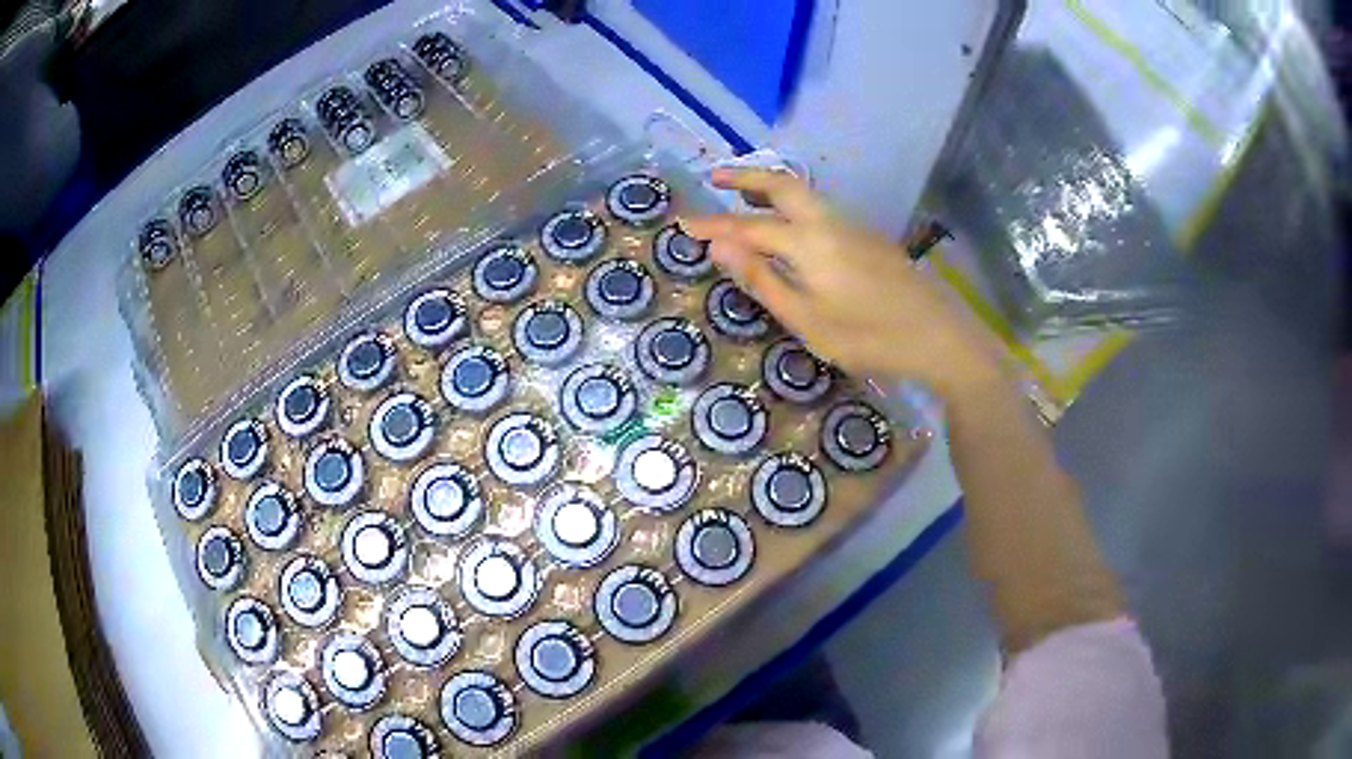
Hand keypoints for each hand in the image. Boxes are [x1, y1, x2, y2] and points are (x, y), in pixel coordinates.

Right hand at [682, 168, 1005, 400]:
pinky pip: (822, 209)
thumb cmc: (869, 337)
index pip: (747, 226)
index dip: (713, 225)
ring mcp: (854, 227)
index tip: (682, 221)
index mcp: (807, 241)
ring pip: (805, 194)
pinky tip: (793, 227)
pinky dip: (795, 205)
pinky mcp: (870, 238)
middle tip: (716, 178)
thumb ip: (763, 280)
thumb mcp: (808, 320)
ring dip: (771, 188)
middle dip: (746, 177)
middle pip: (782, 185)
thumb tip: (720, 247)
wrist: (940, 336)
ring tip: (746, 197)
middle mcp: (829, 222)